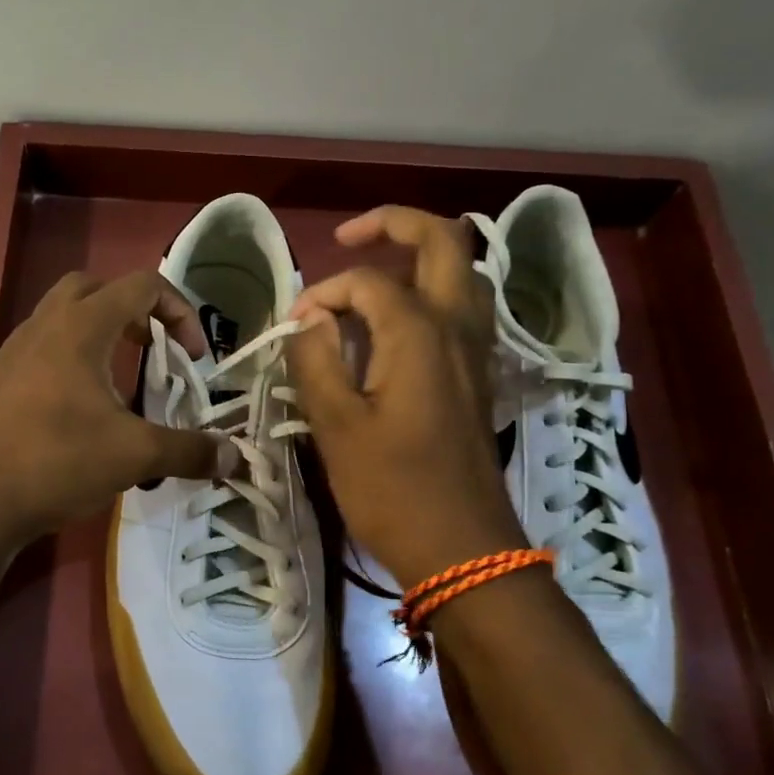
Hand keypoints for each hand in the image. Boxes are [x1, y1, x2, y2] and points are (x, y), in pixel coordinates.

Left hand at [0, 270, 232, 548]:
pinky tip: (71, 413)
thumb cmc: (55, 462)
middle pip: (94, 288)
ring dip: (96, 336)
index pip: (142, 285)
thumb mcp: (133, 456)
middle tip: (150, 350)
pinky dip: (64, 364)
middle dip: (132, 310)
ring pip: (59, 319)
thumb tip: (233, 457)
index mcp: (80, 327)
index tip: (193, 357)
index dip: (180, 311)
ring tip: (116, 384)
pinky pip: (36, 353)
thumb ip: (188, 451)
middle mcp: (42, 326)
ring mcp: (10, 353)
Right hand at [284, 207, 525, 587]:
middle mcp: (458, 327)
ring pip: (463, 273)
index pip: (365, 282)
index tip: (293, 330)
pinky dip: (433, 294)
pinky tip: (398, 326)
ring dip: (421, 258)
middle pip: (444, 241)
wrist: (463, 549)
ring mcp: (478, 352)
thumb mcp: (335, 426)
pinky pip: (464, 310)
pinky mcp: (480, 377)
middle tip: (349, 237)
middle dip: (394, 225)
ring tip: (374, 277)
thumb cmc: (392, 490)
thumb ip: (315, 360)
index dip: (323, 294)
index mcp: (420, 332)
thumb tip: (308, 320)